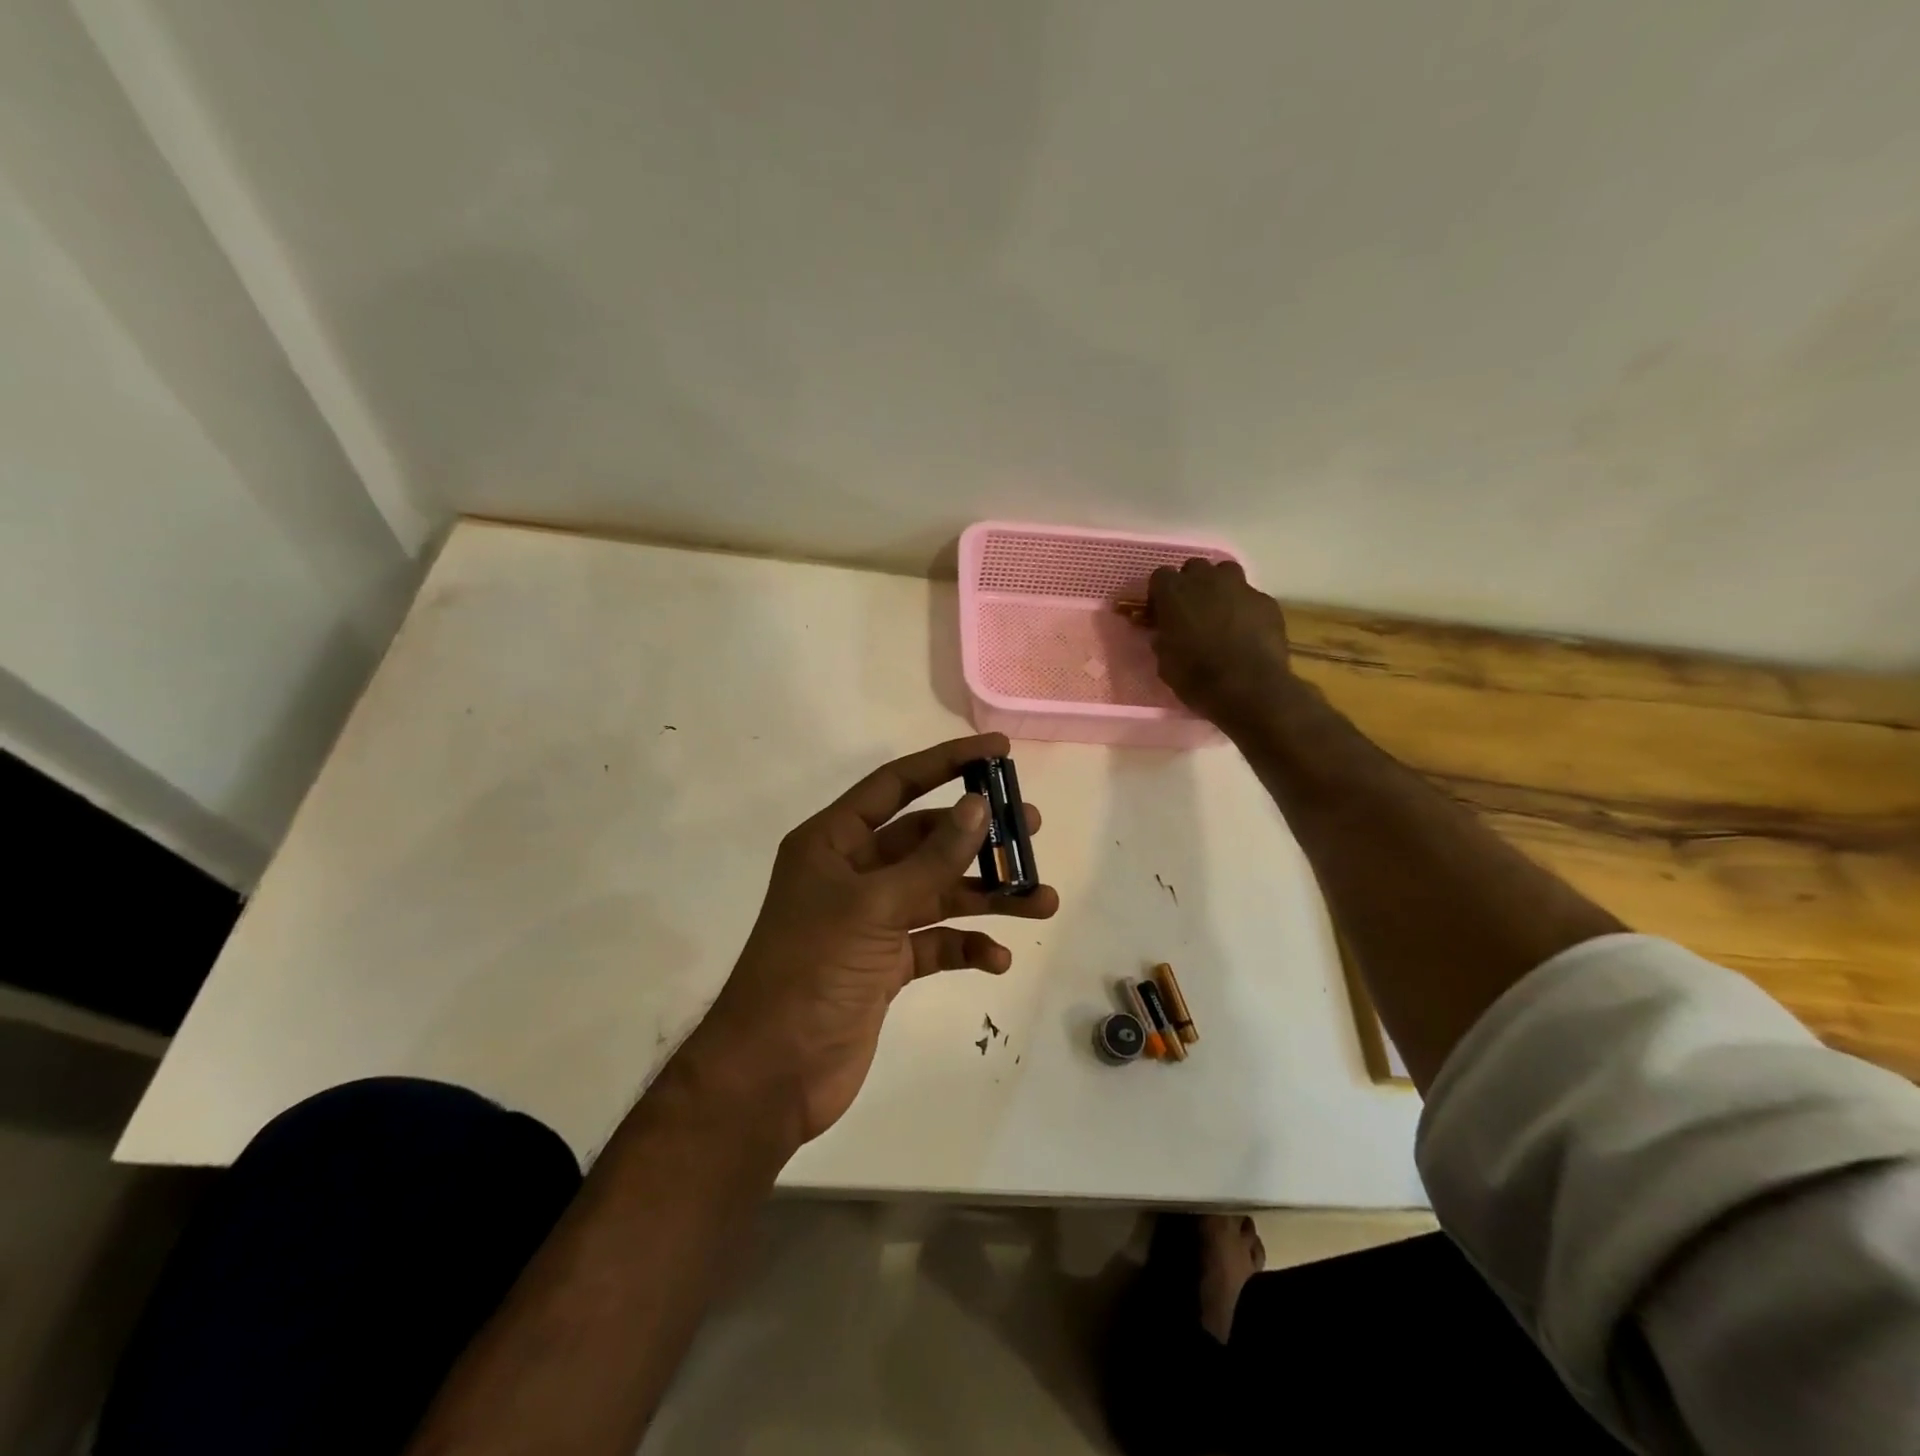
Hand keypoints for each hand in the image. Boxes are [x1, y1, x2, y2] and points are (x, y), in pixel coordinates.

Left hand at [691, 733, 1058, 1145]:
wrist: (771, 1075)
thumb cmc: (811, 973)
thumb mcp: (873, 908)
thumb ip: (930, 860)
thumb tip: (977, 806)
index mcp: (833, 842)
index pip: (896, 785)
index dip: (946, 762)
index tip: (998, 752)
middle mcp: (852, 873)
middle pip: (925, 840)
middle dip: (978, 836)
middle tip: (1031, 828)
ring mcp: (869, 921)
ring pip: (938, 893)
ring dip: (987, 896)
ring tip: (1041, 900)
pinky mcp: (884, 965)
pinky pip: (934, 943)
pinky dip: (965, 946)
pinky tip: (996, 958)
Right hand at [1148, 559, 1294, 725]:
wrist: (1249, 688)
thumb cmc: (1197, 677)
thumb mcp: (1164, 662)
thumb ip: (1163, 638)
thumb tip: (1165, 633)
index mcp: (1174, 592)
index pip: (1160, 576)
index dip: (1160, 594)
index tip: (1160, 613)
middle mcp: (1207, 580)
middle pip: (1194, 568)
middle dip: (1191, 585)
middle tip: (1190, 611)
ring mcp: (1241, 587)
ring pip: (1226, 573)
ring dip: (1219, 588)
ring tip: (1219, 615)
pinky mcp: (1266, 601)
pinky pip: (1250, 597)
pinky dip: (1245, 609)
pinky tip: (1246, 632)